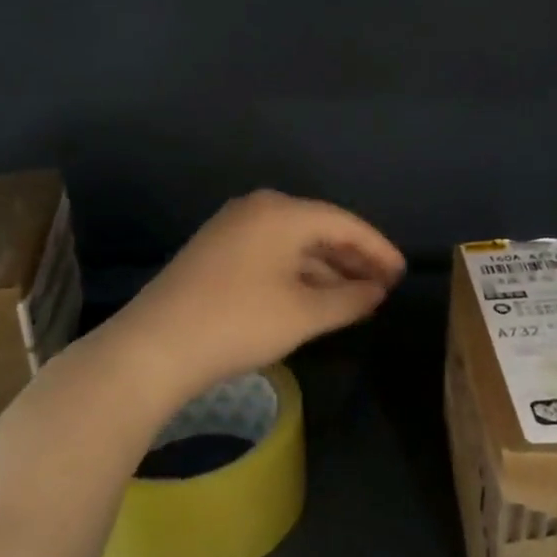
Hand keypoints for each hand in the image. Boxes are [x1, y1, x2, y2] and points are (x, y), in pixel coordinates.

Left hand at [103, 191, 404, 407]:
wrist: (154, 348)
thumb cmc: (238, 323)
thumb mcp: (304, 314)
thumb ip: (350, 299)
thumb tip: (378, 291)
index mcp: (282, 213)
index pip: (344, 223)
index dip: (378, 249)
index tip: (402, 274)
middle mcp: (257, 209)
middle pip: (319, 228)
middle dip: (354, 258)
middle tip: (385, 286)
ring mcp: (232, 228)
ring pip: (294, 243)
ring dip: (327, 268)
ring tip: (357, 295)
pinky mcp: (216, 251)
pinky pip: (272, 253)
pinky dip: (298, 273)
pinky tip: (315, 296)